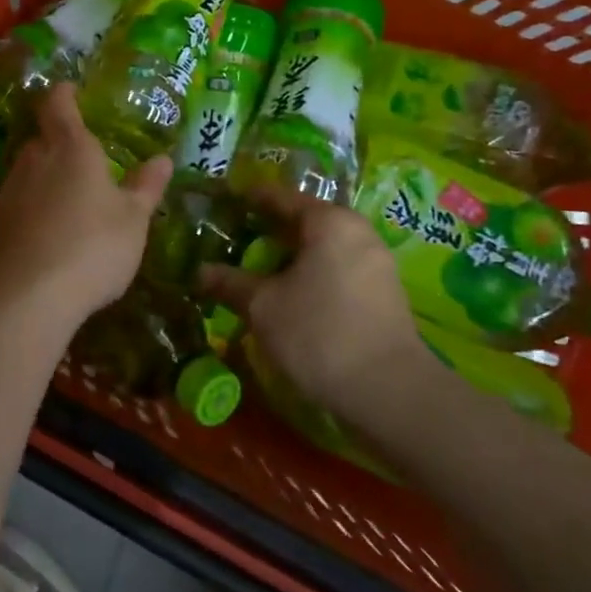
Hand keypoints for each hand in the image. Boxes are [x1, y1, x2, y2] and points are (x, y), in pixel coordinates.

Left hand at [0, 83, 171, 326]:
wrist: (31, 294)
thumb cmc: (94, 246)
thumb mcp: (133, 219)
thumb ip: (146, 187)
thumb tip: (163, 159)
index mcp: (72, 149)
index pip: (59, 106)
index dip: (64, 95)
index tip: (70, 90)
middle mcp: (35, 160)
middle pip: (42, 140)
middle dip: (58, 144)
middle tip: (81, 160)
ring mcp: (10, 190)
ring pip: (27, 171)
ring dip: (44, 178)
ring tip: (67, 200)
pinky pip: (17, 201)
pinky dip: (31, 207)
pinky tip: (46, 231)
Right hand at [198, 185, 437, 422]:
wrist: (390, 394)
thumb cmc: (319, 333)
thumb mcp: (262, 306)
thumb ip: (230, 282)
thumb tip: (200, 271)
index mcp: (329, 222)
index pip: (279, 197)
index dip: (247, 199)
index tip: (222, 202)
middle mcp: (357, 232)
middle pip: (303, 221)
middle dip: (267, 230)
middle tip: (232, 239)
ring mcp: (376, 263)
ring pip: (321, 248)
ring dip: (289, 257)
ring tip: (255, 269)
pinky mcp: (384, 295)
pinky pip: (337, 270)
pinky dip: (310, 275)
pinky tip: (287, 295)